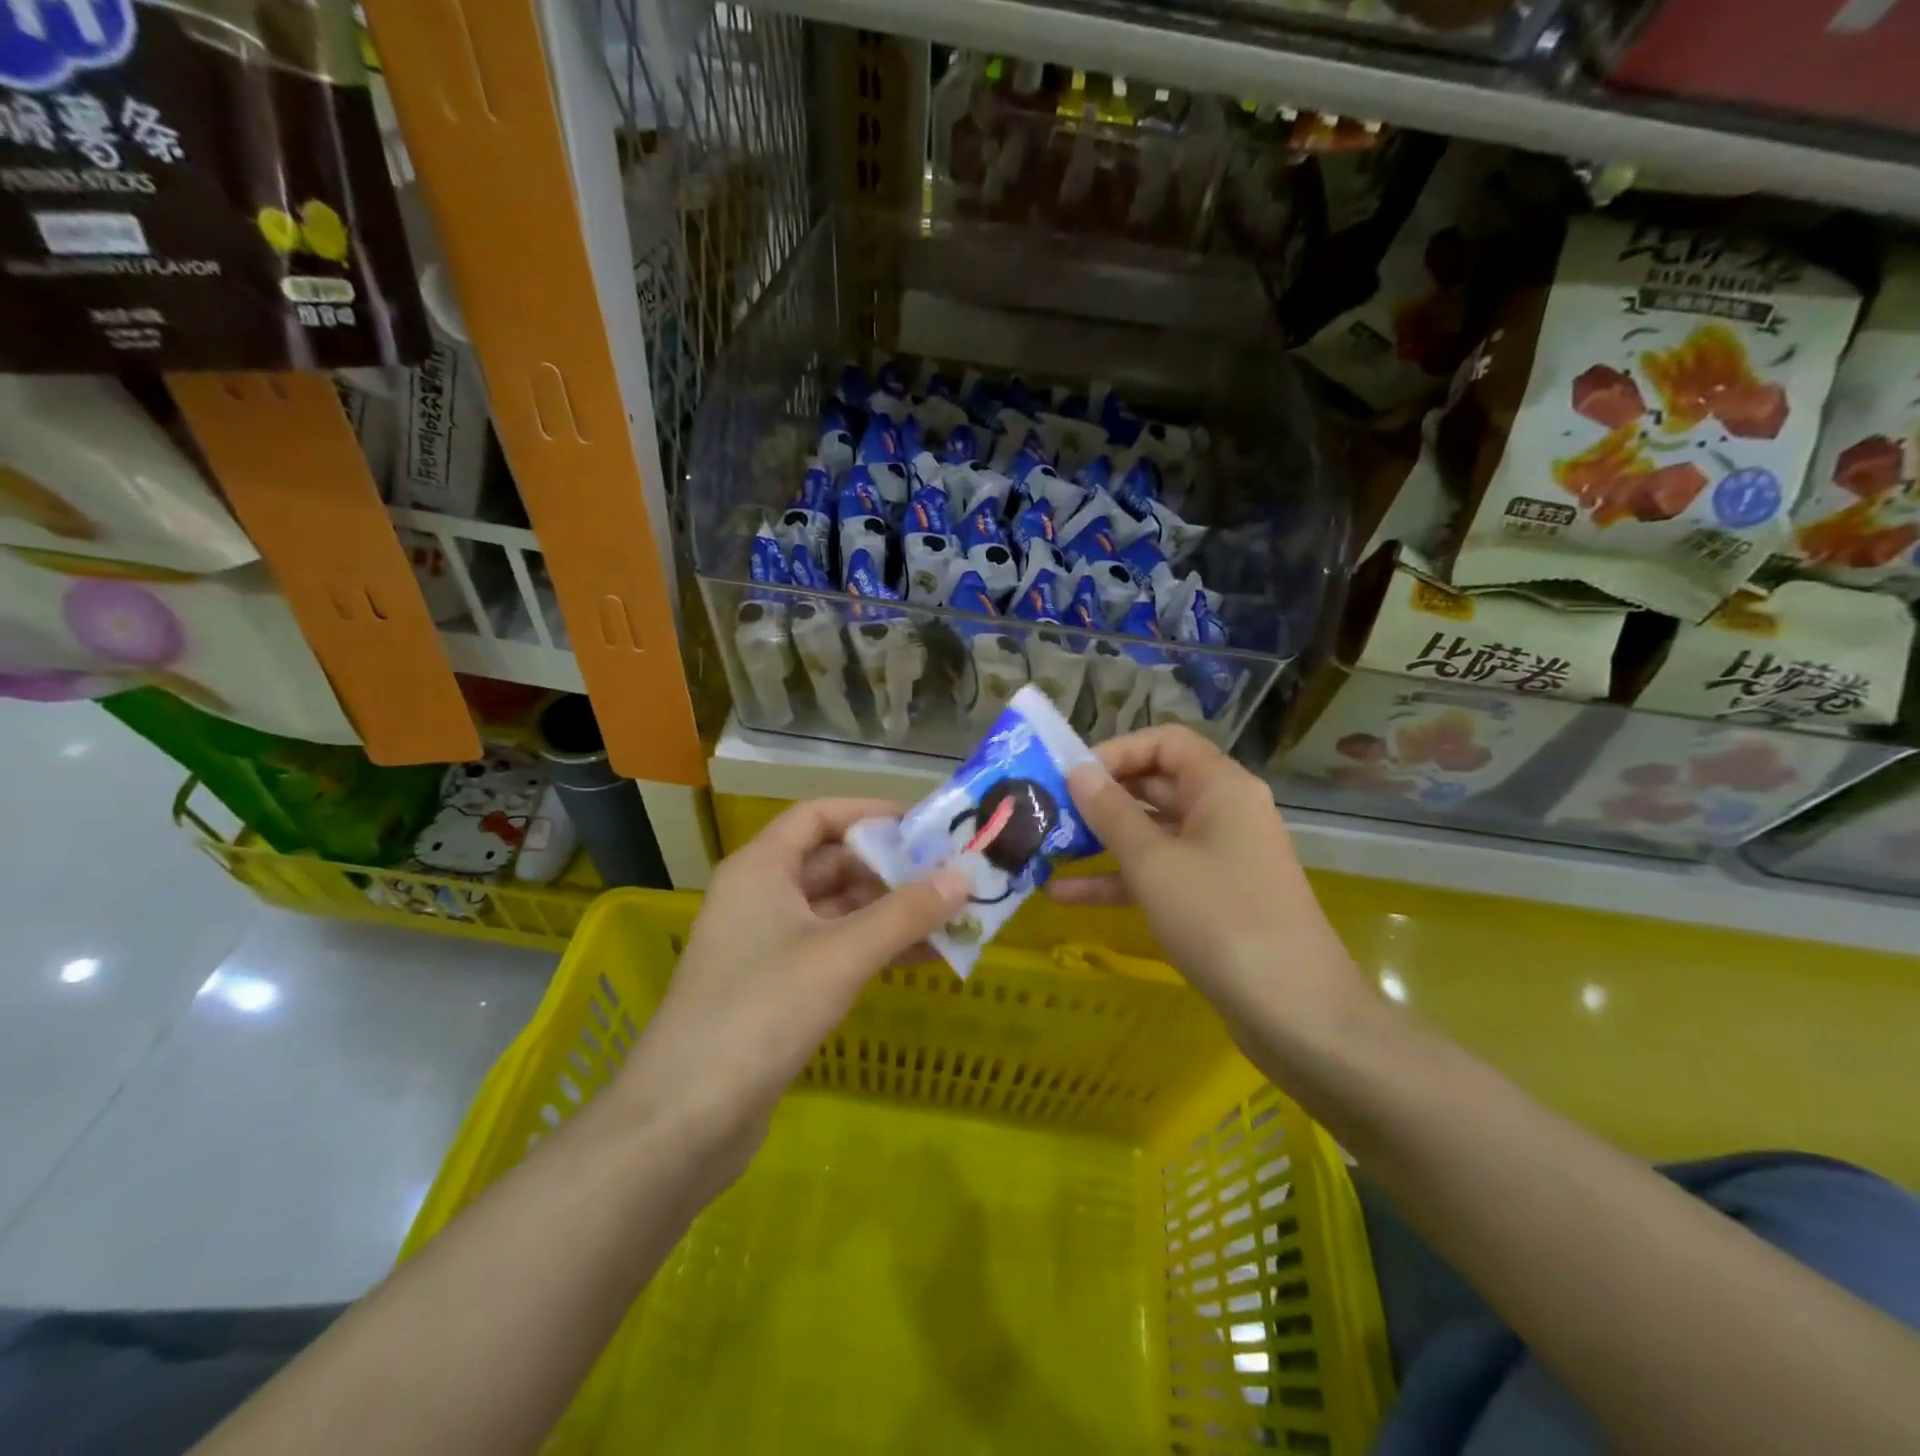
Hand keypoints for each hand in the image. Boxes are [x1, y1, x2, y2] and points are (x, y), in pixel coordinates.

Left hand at [610, 799, 964, 1196]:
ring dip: (890, 913)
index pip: (818, 816)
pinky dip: (875, 949)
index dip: (869, 813)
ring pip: (838, 911)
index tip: (923, 826)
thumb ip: (905, 913)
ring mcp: (766, 945)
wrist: (684, 1121)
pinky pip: (834, 951)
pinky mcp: (776, 989)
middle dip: (891, 869)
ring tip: (951, 917)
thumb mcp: (841, 955)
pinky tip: (922, 959)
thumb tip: (963, 877)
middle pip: (832, 863)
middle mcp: (760, 897)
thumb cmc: (761, 1012)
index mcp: (761, 868)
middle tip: (950, 876)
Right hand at [1049, 725, 1370, 1047]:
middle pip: (1155, 786)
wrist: (1294, 1012)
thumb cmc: (1221, 919)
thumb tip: (1078, 771)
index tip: (1071, 775)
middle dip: (1101, 798)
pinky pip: (1159, 875)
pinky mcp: (1212, 899)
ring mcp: (1219, 858)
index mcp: (1221, 787)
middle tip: (1049, 810)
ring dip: (1101, 842)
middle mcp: (1224, 813)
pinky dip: (1118, 880)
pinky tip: (1065, 896)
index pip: (1165, 742)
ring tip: (1046, 849)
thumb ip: (1111, 812)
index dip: (1116, 751)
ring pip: (1152, 834)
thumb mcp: (1154, 862)